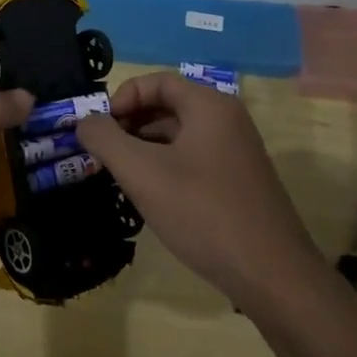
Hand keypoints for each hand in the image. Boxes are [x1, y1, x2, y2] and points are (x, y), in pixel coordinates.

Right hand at [74, 72, 325, 314]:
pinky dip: (167, 168)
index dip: (122, 97)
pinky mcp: (239, 182)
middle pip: (169, 106)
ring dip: (146, 149)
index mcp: (209, 106)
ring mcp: (237, 152)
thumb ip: (105, 140)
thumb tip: (85, 122)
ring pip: (180, 136)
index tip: (100, 128)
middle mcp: (227, 120)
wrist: (271, 274)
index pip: (158, 81)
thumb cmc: (202, 212)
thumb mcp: (142, 173)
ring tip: (120, 177)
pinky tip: (151, 197)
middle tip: (103, 154)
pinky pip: (194, 160)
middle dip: (130, 125)